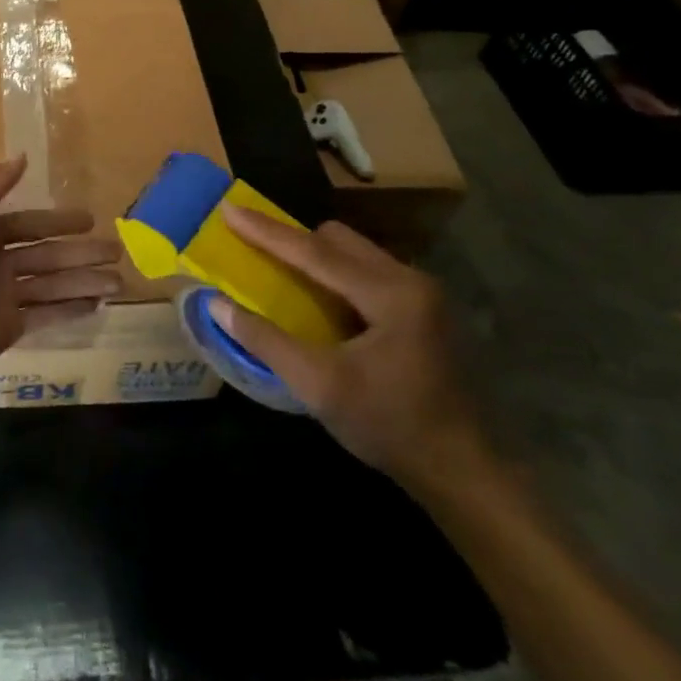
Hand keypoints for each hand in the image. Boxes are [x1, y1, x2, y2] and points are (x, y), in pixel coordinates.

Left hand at [0, 155, 121, 398]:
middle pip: (48, 255)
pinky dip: (71, 310)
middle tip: (118, 251)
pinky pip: (46, 315)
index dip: (59, 221)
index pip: (30, 224)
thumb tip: (23, 155)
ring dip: (84, 282)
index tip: (92, 219)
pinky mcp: (8, 328)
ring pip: (53, 285)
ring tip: (120, 282)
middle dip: (81, 253)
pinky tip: (97, 306)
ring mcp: (3, 297)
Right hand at [213, 206, 486, 489]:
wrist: (464, 472)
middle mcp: (410, 279)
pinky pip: (368, 272)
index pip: (314, 251)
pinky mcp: (424, 310)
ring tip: (281, 273)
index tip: (229, 209)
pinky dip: (337, 276)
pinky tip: (321, 304)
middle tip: (254, 249)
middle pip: (338, 240)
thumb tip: (216, 304)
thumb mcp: (319, 386)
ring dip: (316, 258)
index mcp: (389, 293)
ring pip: (355, 253)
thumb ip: (265, 340)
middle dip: (293, 240)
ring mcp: (422, 294)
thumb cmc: (389, 426)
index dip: (266, 231)